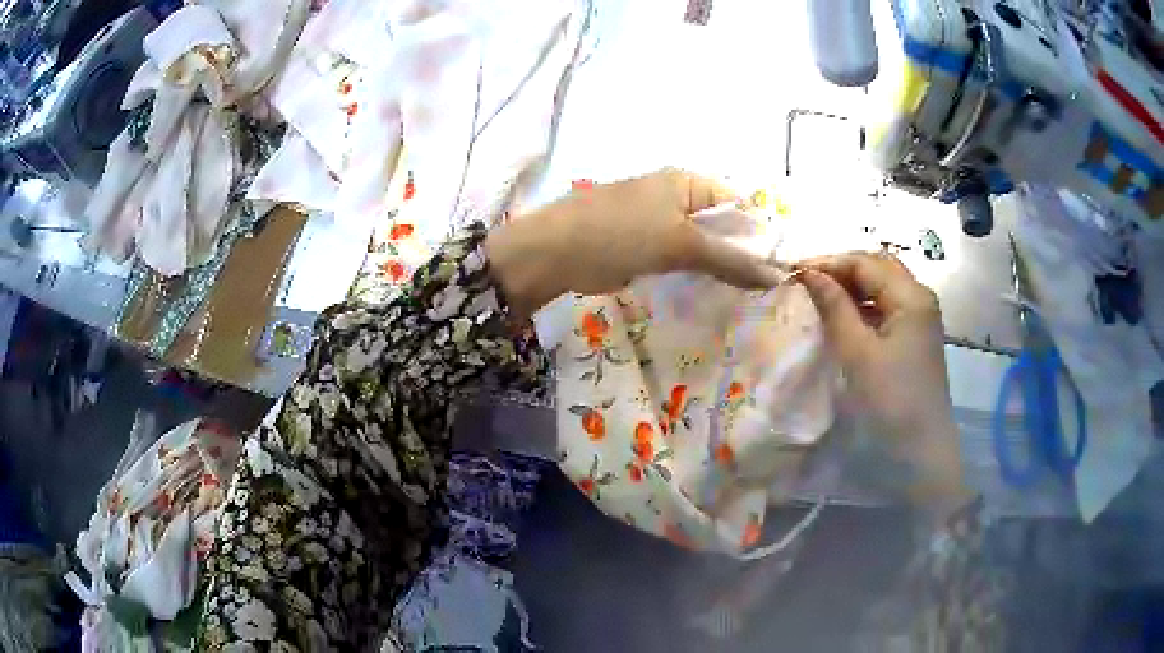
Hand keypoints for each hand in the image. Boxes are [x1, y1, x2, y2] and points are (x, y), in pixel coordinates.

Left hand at [486, 169, 785, 316]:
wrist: (553, 253)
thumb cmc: (620, 234)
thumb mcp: (680, 244)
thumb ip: (730, 260)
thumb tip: (776, 277)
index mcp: (687, 182)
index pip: (738, 203)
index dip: (760, 233)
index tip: (779, 267)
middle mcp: (674, 195)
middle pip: (720, 224)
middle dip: (740, 253)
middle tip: (764, 287)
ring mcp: (656, 221)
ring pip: (700, 244)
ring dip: (718, 266)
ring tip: (744, 295)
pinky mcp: (642, 245)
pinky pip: (678, 258)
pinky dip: (693, 273)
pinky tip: (710, 293)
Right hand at [797, 252, 971, 517]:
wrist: (922, 450)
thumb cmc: (891, 400)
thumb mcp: (858, 353)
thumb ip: (835, 307)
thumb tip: (809, 273)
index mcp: (911, 296)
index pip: (865, 262)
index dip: (829, 262)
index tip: (793, 272)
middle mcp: (919, 298)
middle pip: (877, 267)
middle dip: (841, 269)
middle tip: (806, 282)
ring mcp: (920, 318)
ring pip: (882, 287)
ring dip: (852, 287)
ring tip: (819, 297)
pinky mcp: (915, 337)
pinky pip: (886, 308)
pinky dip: (863, 306)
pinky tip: (843, 317)